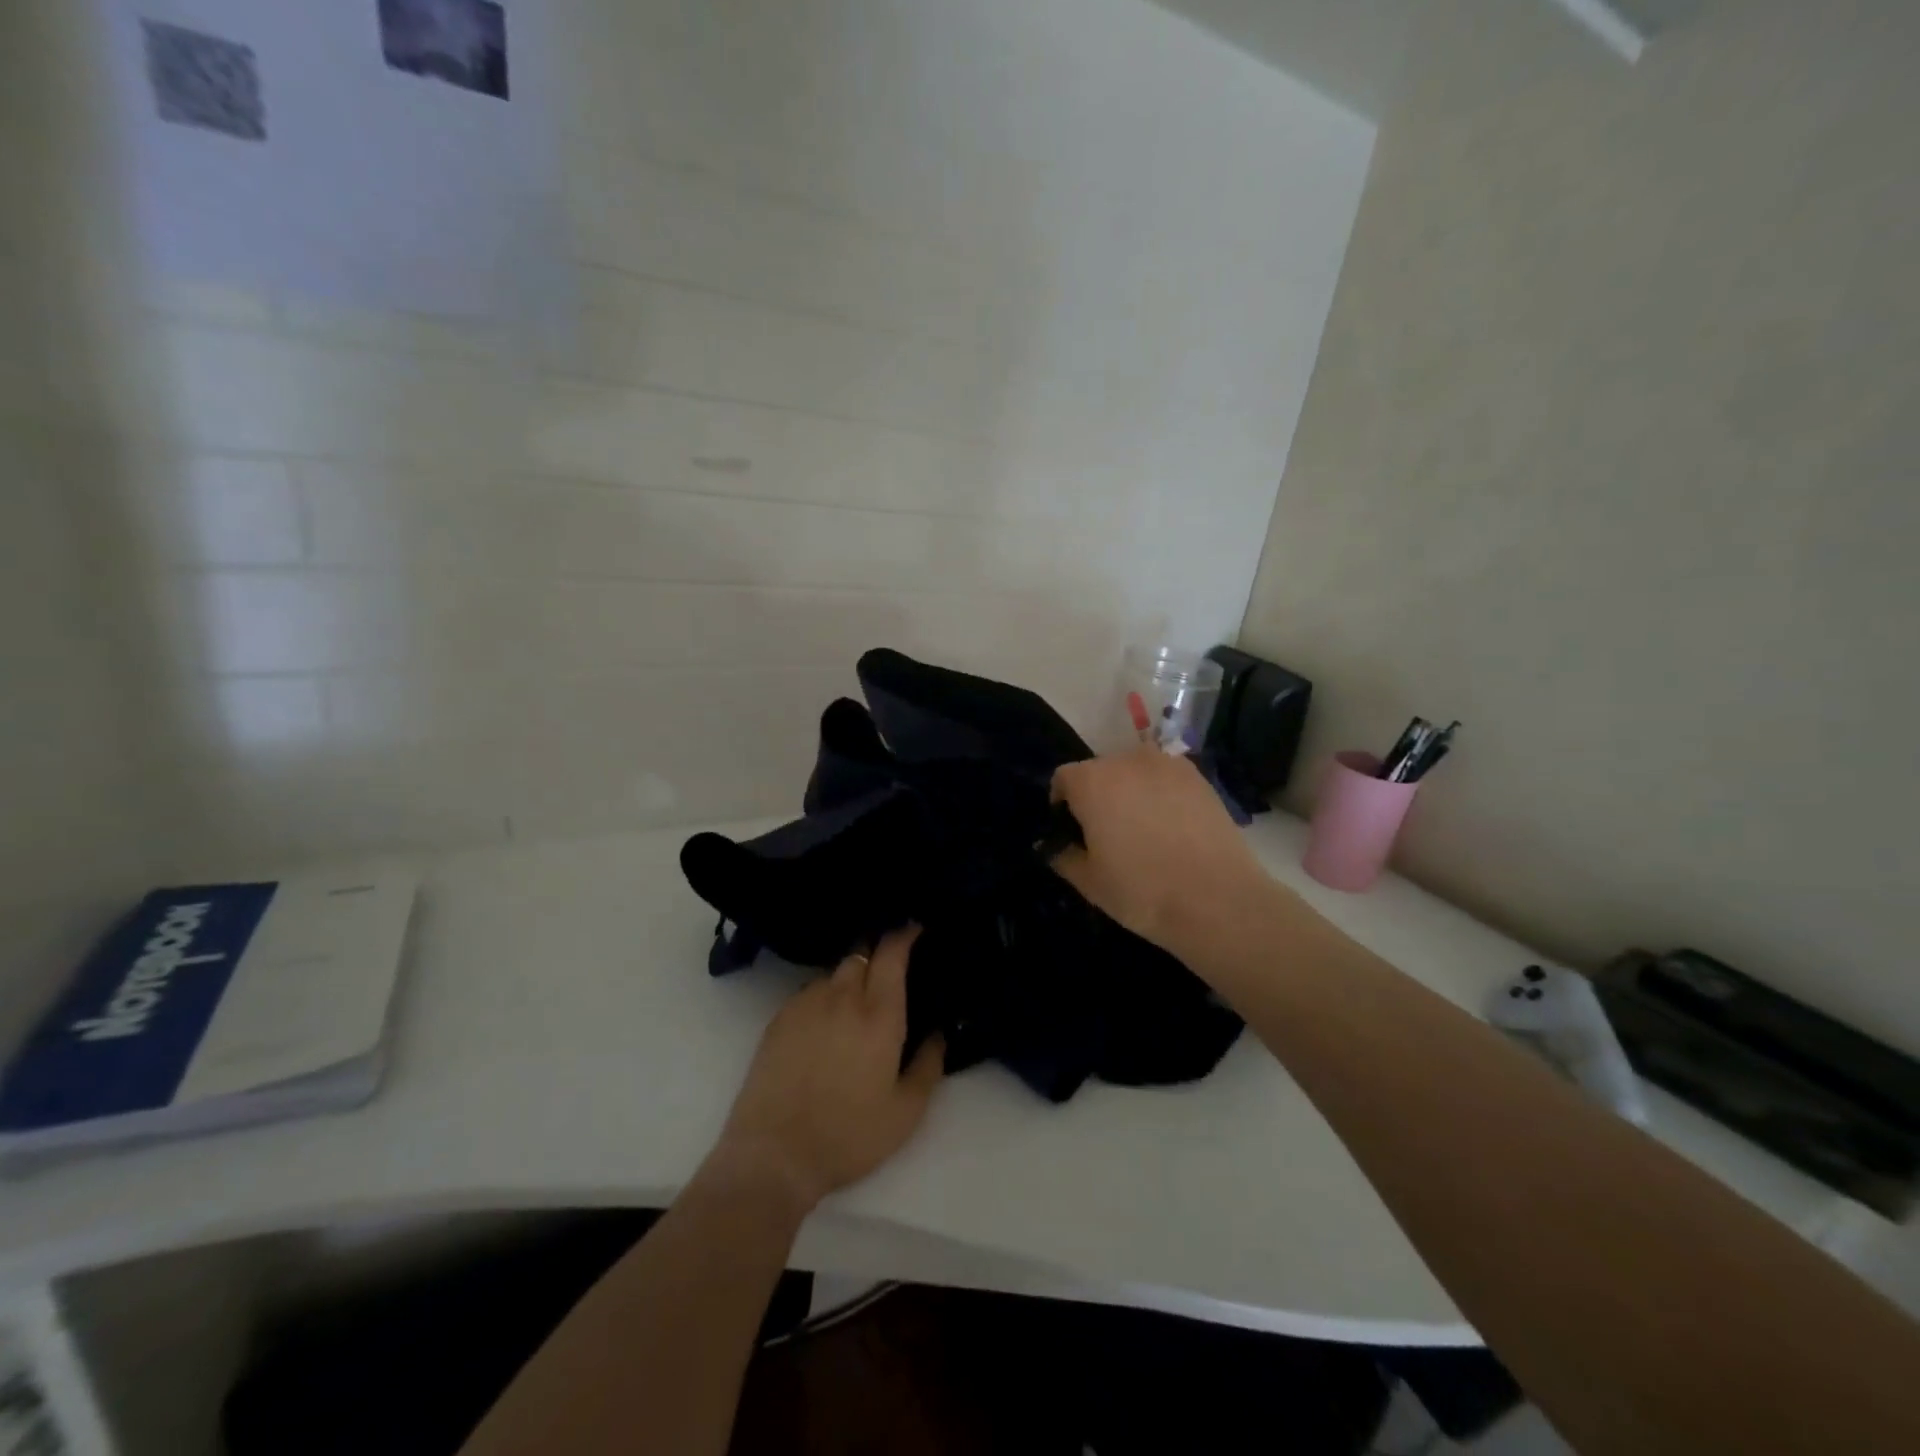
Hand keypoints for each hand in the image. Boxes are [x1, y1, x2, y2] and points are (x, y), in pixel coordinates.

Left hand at [709, 926, 944, 1215]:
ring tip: (856, 1001)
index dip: (904, 934)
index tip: (914, 928)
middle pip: (862, 954)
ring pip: (834, 972)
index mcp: (879, 1015)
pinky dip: (824, 995)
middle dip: (878, 953)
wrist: (774, 1155)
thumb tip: (940, 1031)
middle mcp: (842, 997)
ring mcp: (806, 1004)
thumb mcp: (906, 1112)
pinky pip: (809, 992)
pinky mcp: (778, 1019)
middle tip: (890, 970)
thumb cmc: (849, 1135)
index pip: (891, 953)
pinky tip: (824, 1022)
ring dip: (850, 977)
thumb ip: (929, 1064)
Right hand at [1050, 747, 1272, 955]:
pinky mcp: (1199, 777)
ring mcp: (1167, 765)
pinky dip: (1161, 794)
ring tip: (1143, 829)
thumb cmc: (1141, 890)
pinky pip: (1166, 778)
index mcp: (1091, 781)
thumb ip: (1062, 855)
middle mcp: (1126, 760)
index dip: (1062, 804)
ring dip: (1130, 792)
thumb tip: (1052, 845)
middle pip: (1099, 771)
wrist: (1217, 900)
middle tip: (1107, 834)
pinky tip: (1172, 828)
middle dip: (1097, 795)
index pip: (1063, 778)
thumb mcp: (1088, 882)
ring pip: (1134, 772)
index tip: (1072, 832)